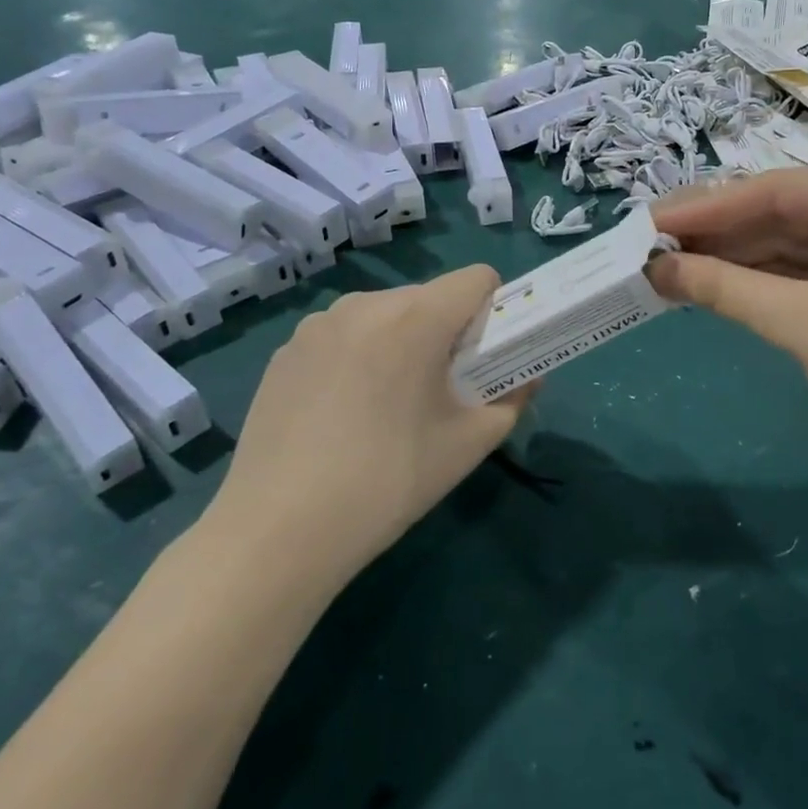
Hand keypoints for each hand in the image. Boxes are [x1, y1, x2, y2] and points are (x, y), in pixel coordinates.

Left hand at [205, 266, 530, 586]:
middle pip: (428, 297)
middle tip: (439, 390)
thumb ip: (511, 400)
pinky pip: (342, 336)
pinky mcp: (285, 350)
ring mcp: (317, 325)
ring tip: (386, 405)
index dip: (492, 310)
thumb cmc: (388, 481)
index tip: (484, 356)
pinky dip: (358, 357)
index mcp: (416, 318)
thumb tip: (528, 378)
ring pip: (383, 314)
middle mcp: (365, 304)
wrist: (279, 530)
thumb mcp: (468, 445)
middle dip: (445, 331)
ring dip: (399, 341)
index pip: (476, 278)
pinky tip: (341, 414)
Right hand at [649, 170, 807, 497]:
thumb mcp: (803, 325)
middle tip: (652, 246)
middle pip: (784, 213)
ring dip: (737, 258)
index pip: (776, 189)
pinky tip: (719, 287)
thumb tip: (653, 268)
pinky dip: (765, 282)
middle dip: (719, 233)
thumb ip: (724, 288)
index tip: (648, 221)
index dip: (707, 207)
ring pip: (794, 244)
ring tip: (673, 267)